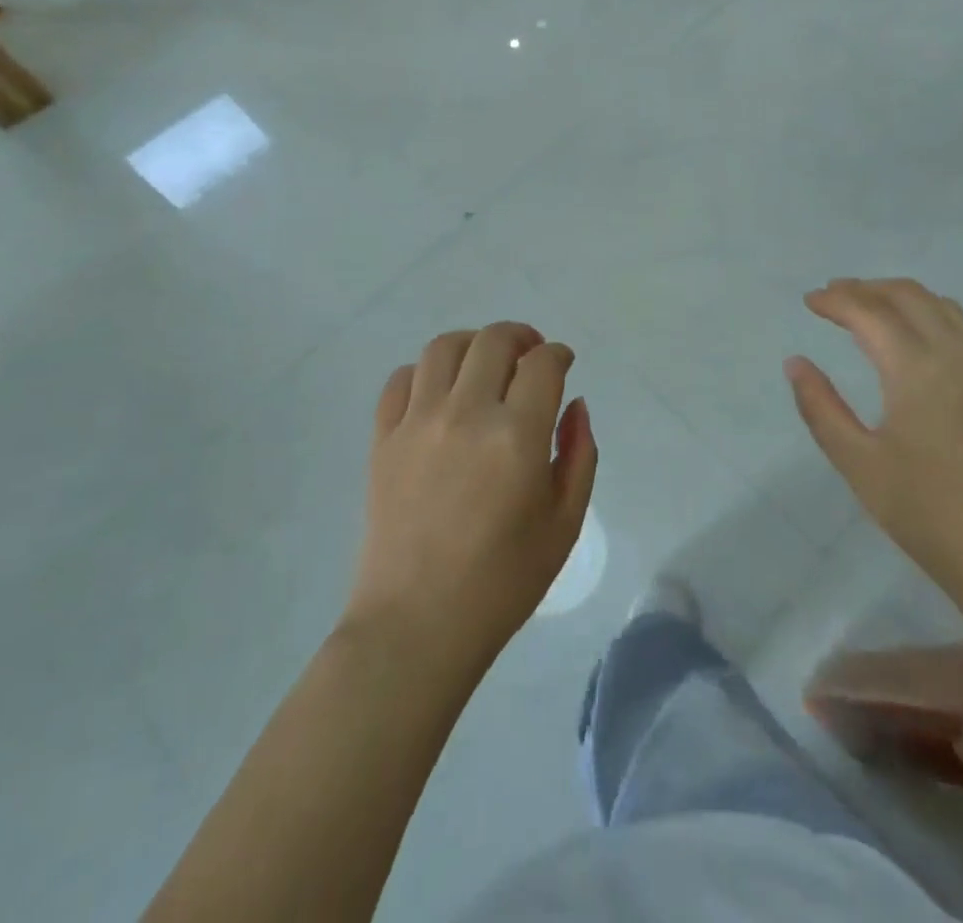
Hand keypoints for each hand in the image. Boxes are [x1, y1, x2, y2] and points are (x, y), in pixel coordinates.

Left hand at [344, 322, 597, 669]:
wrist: (417, 624)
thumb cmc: (502, 581)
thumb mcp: (564, 523)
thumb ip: (579, 454)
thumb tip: (575, 405)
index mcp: (516, 436)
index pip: (542, 364)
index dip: (559, 355)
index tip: (563, 364)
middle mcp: (466, 414)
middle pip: (493, 340)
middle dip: (521, 338)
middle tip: (530, 356)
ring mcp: (417, 422)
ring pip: (443, 347)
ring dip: (473, 344)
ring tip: (484, 364)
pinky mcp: (383, 438)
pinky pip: (400, 380)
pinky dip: (424, 372)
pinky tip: (439, 392)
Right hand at [786, 279, 962, 599]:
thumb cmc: (929, 514)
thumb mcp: (859, 463)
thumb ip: (821, 407)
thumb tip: (795, 363)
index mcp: (916, 368)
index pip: (869, 312)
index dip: (836, 300)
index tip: (809, 300)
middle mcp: (957, 354)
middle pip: (910, 296)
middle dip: (867, 287)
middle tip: (834, 295)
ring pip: (945, 307)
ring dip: (903, 296)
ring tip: (873, 307)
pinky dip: (935, 315)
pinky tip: (921, 339)